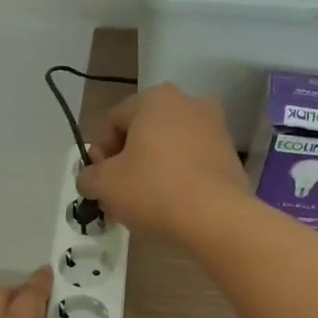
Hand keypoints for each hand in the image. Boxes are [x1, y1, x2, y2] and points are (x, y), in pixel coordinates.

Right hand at [75, 83, 244, 242]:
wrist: (216, 218)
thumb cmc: (154, 190)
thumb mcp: (105, 184)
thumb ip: (88, 176)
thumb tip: (90, 178)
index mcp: (155, 98)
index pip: (113, 121)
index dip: (100, 153)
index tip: (100, 181)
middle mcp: (188, 102)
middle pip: (142, 133)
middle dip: (126, 163)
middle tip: (118, 195)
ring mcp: (214, 127)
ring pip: (168, 149)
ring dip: (151, 171)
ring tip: (142, 205)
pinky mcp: (229, 155)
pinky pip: (191, 162)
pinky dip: (177, 178)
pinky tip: (169, 205)